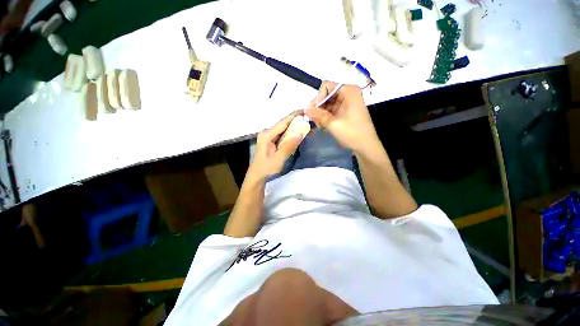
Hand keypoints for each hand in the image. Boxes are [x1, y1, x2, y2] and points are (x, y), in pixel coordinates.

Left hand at [247, 110, 303, 181]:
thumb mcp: (279, 158)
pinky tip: (298, 135)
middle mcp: (267, 133)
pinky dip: (290, 135)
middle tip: (309, 121)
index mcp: (267, 135)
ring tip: (306, 128)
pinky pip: (282, 135)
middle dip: (296, 122)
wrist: (257, 175)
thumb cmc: (267, 168)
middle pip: (284, 124)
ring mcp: (268, 137)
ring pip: (283, 129)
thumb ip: (289, 145)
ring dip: (294, 128)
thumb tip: (300, 133)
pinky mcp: (271, 141)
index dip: (294, 116)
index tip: (305, 111)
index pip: (283, 122)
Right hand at [305, 81, 378, 153]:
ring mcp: (347, 102)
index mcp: (348, 91)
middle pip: (326, 95)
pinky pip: (332, 110)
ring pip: (328, 104)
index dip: (318, 98)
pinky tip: (324, 126)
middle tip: (315, 121)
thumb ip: (317, 114)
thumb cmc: (351, 133)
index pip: (326, 86)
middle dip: (319, 108)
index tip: (312, 112)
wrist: (366, 146)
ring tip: (320, 125)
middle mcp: (348, 93)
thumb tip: (304, 108)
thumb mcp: (332, 123)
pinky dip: (326, 117)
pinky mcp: (346, 111)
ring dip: (321, 114)